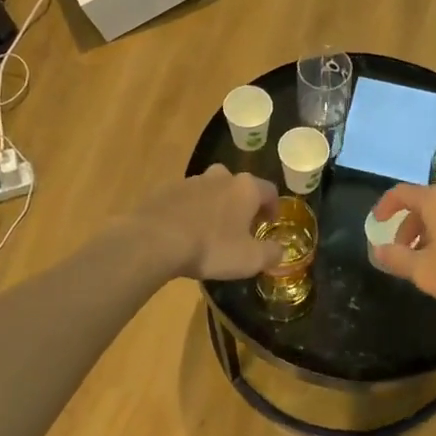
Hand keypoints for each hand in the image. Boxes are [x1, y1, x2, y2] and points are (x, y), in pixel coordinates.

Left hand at [135, 168, 282, 280]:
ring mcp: (191, 180)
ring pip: (211, 190)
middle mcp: (221, 176)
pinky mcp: (166, 189)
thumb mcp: (249, 259)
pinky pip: (186, 199)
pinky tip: (184, 232)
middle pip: (238, 186)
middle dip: (242, 204)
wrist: (155, 240)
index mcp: (245, 188)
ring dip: (215, 206)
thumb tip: (280, 251)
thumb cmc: (211, 247)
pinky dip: (190, 211)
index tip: (269, 225)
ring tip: (210, 232)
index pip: (269, 191)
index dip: (273, 208)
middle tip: (240, 227)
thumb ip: (271, 254)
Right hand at [369, 183, 435, 312]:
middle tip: (400, 251)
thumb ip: (396, 258)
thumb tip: (377, 250)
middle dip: (407, 226)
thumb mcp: (424, 270)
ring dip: (426, 232)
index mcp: (435, 199)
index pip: (400, 193)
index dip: (384, 206)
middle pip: (422, 203)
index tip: (376, 223)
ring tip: (424, 260)